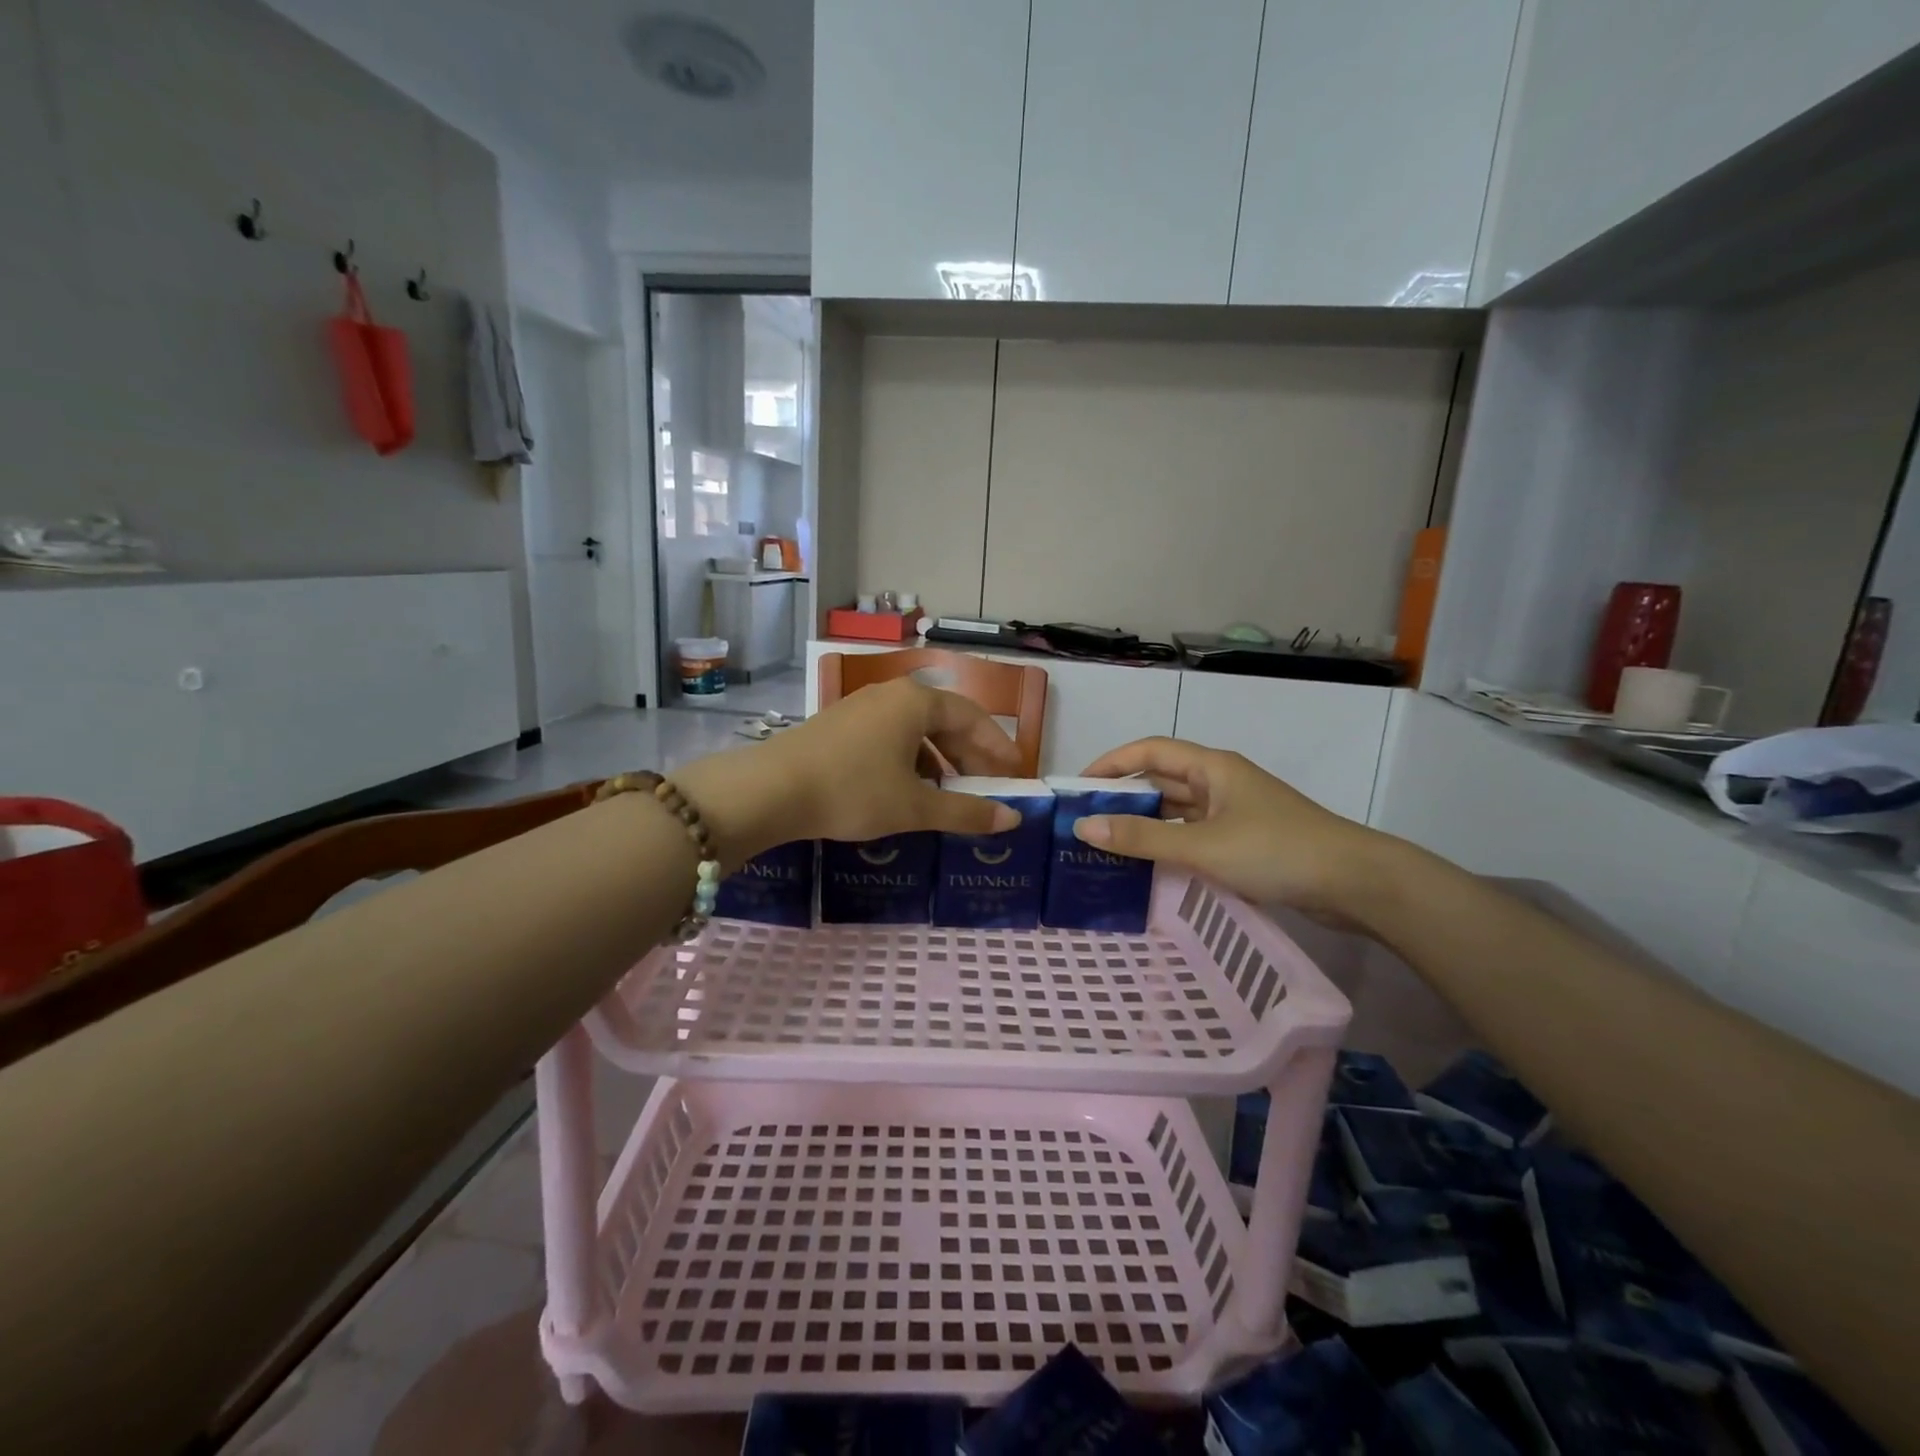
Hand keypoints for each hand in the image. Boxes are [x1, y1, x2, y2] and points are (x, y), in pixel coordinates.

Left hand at [674, 679, 1022, 866]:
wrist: (770, 790)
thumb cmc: (853, 791)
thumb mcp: (915, 807)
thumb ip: (967, 812)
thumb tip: (1013, 819)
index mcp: (916, 702)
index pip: (972, 717)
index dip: (998, 746)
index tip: (1015, 774)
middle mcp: (890, 695)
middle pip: (944, 721)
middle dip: (969, 755)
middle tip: (986, 787)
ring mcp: (861, 707)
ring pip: (915, 730)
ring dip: (939, 760)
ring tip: (949, 794)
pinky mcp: (839, 725)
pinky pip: (889, 736)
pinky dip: (909, 760)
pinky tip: (907, 789)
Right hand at [1074, 737, 1382, 919]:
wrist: (1355, 883)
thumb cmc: (1275, 851)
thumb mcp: (1202, 846)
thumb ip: (1142, 837)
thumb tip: (1083, 827)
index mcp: (1212, 767)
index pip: (1150, 750)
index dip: (1111, 762)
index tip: (1078, 786)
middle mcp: (1221, 782)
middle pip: (1162, 779)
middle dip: (1124, 796)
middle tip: (1085, 822)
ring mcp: (1235, 812)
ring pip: (1178, 810)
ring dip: (1146, 823)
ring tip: (1107, 845)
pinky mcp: (1245, 841)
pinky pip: (1194, 834)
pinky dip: (1169, 844)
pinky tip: (1148, 865)